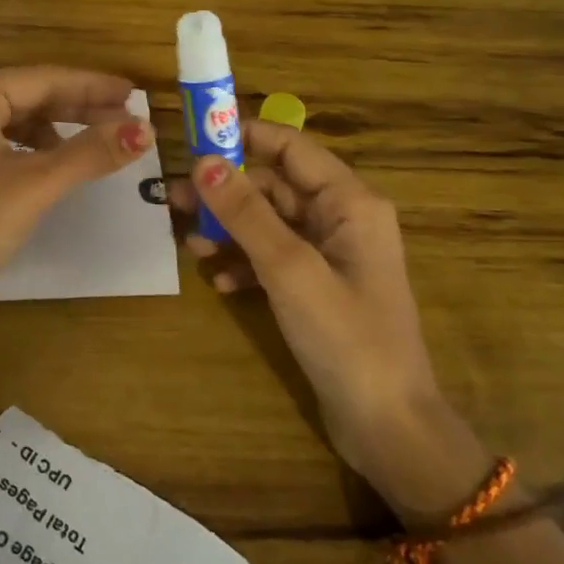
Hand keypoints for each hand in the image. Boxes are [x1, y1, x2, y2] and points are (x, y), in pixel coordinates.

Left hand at [0, 67, 152, 345]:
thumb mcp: (35, 184)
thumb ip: (90, 152)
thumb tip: (145, 130)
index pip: (42, 79)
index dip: (92, 86)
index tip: (135, 94)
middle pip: (29, 96)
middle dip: (79, 107)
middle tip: (128, 118)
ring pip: (17, 120)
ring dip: (59, 129)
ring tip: (101, 141)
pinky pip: (3, 143)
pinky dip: (35, 149)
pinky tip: (59, 164)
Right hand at [170, 122, 451, 494]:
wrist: (387, 427)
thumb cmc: (346, 337)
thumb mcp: (290, 269)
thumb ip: (246, 213)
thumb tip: (204, 162)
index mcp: (349, 202)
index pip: (292, 147)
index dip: (245, 136)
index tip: (195, 137)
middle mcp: (342, 219)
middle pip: (275, 186)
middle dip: (227, 192)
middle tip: (176, 201)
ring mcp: (330, 256)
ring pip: (270, 223)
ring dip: (230, 230)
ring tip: (190, 245)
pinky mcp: (318, 288)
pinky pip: (274, 258)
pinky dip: (245, 263)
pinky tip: (220, 282)